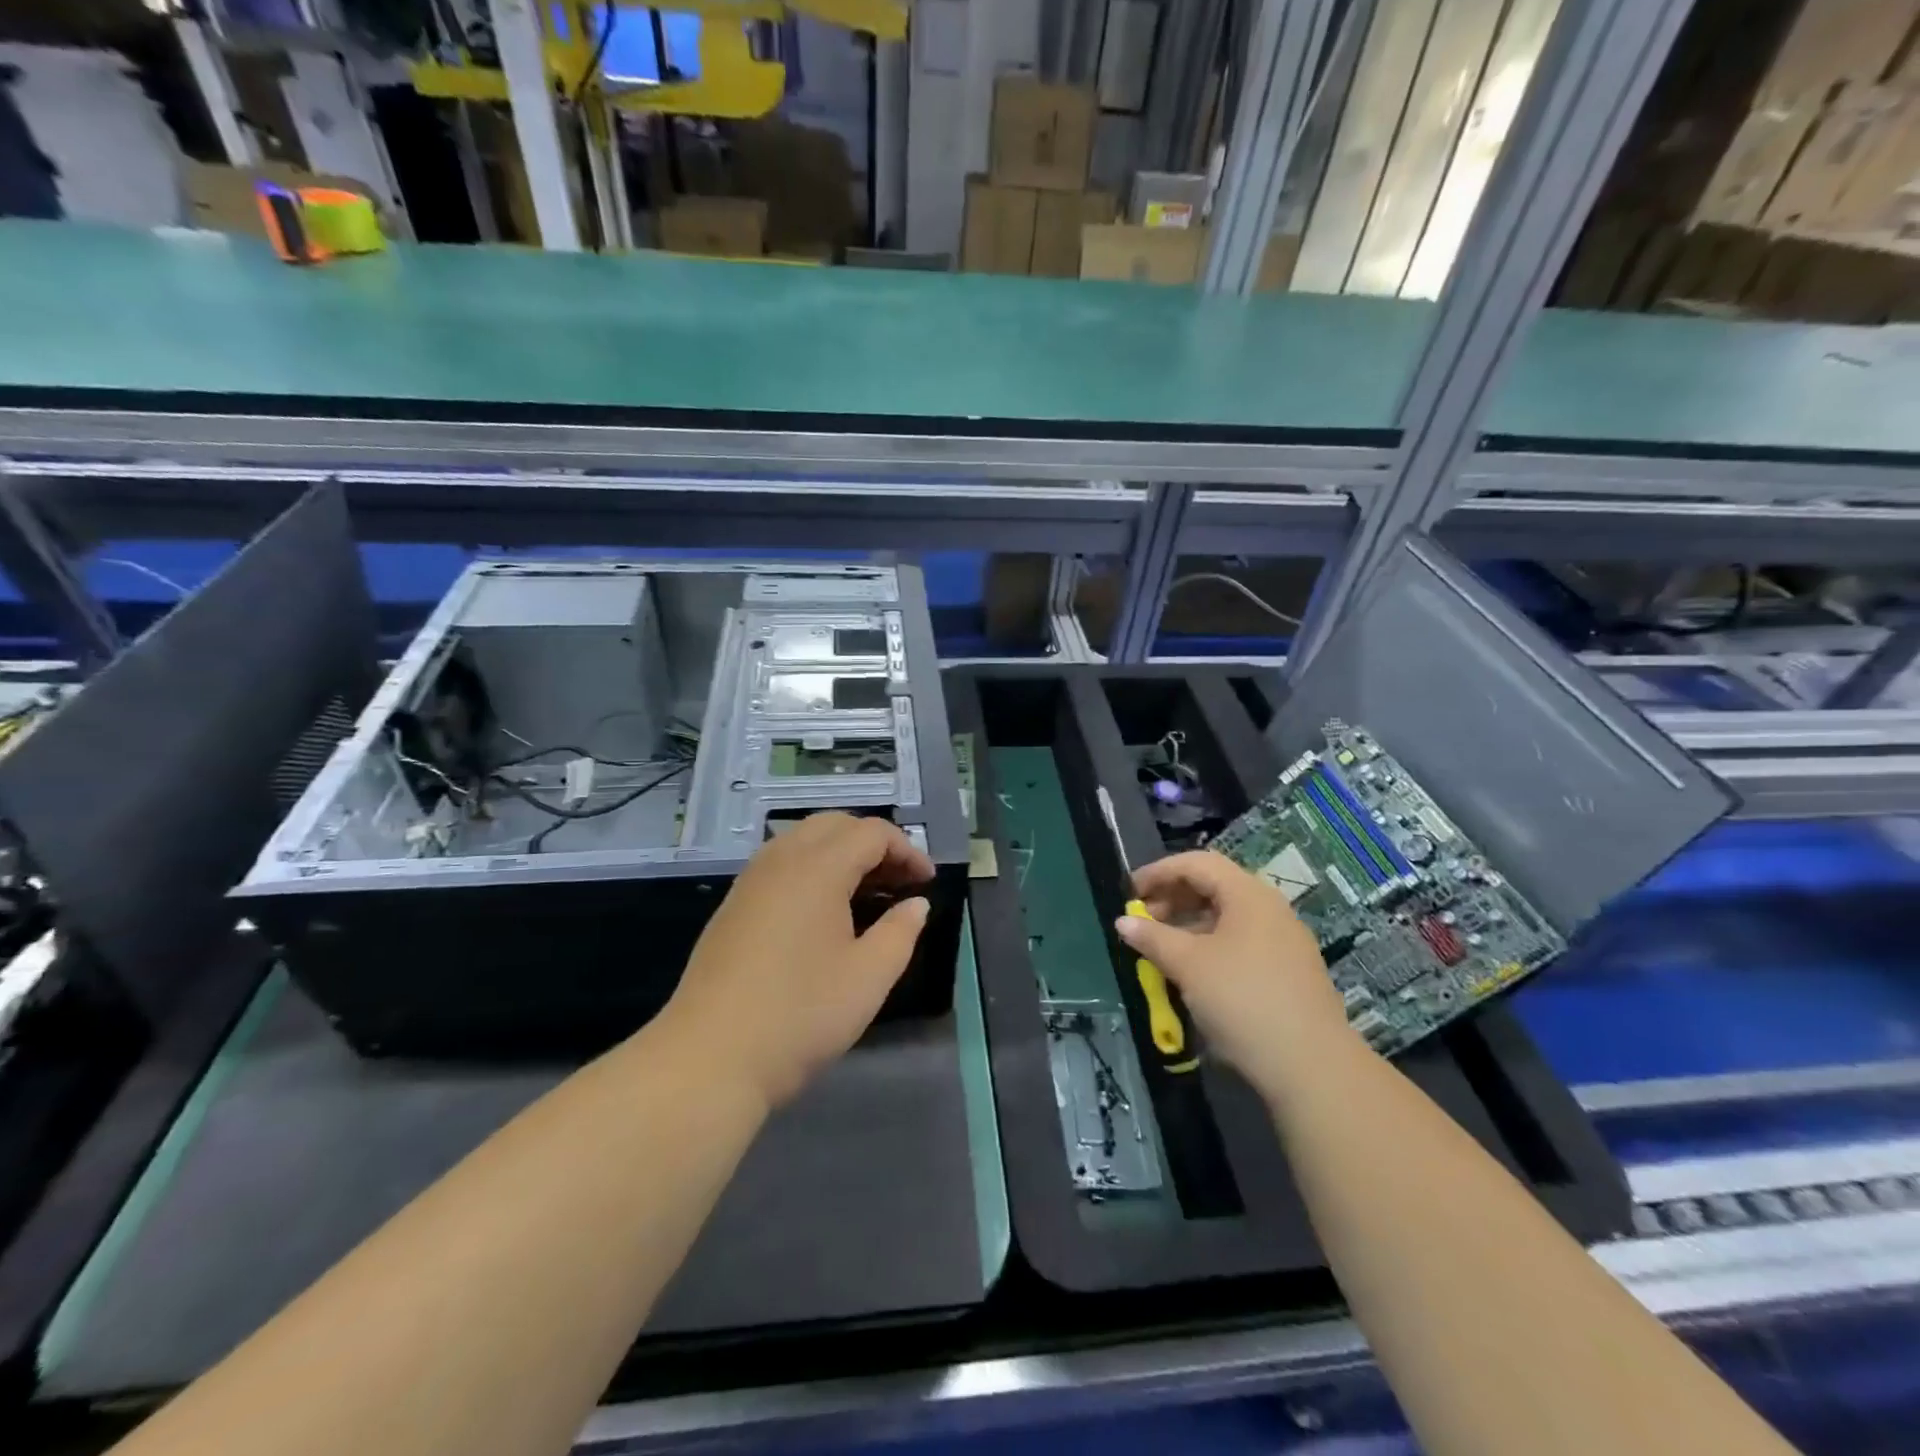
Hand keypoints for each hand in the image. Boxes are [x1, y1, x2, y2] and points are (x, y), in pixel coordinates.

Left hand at [663, 813, 935, 1109]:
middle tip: (899, 882)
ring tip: (867, 894)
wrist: (708, 1059)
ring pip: (804, 840)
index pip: (871, 833)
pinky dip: (813, 869)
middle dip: (873, 844)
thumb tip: (916, 904)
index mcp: (818, 868)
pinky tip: (824, 912)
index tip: (927, 883)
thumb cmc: (800, 1015)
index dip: (907, 850)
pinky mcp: (733, 905)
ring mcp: (751, 880)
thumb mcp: (868, 977)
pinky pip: (781, 863)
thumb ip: (900, 932)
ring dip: (841, 853)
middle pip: (835, 825)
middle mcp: (781, 860)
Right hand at [1117, 850, 1358, 1107]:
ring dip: (1188, 925)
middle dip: (1172, 898)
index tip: (1128, 893)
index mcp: (1248, 894)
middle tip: (1141, 922)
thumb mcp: (1188, 965)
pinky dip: (1209, 945)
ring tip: (1160, 949)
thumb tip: (1123, 922)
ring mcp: (1283, 940)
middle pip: (1213, 886)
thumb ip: (1152, 938)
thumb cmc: (1242, 1000)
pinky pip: (1240, 942)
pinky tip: (1192, 972)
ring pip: (1226, 917)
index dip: (1158, 872)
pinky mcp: (1287, 970)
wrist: (1312, 1066)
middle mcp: (1269, 908)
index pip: (1196, 863)